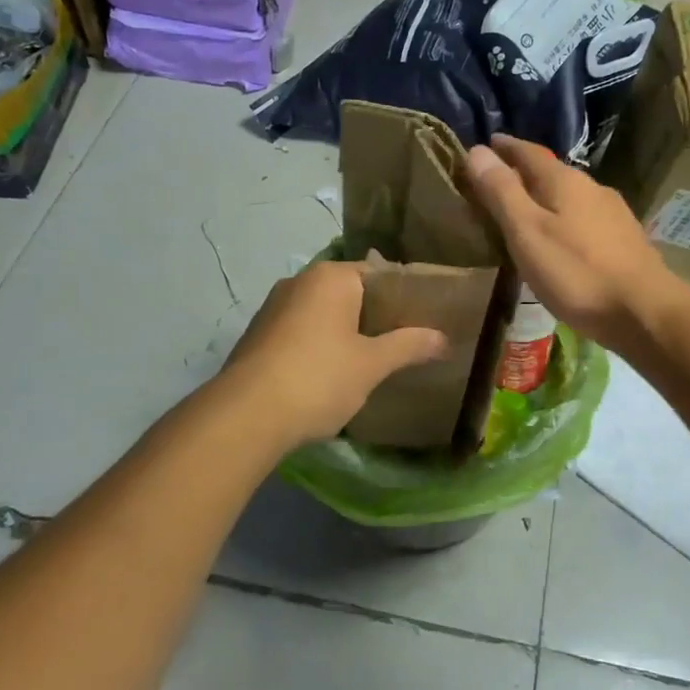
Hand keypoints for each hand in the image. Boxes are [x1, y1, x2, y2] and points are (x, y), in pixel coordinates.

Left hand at [221, 261, 448, 447]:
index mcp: (330, 277)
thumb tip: (444, 338)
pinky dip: (319, 345)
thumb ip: (409, 346)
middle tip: (402, 343)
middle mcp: (299, 282)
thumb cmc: (318, 378)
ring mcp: (273, 308)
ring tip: (370, 361)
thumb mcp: (372, 364)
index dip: (403, 297)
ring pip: (323, 314)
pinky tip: (330, 374)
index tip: (422, 320)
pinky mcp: (257, 335)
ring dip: (344, 333)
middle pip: (350, 293)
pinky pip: (300, 332)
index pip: (378, 273)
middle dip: (374, 317)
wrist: (246, 416)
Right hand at [466, 135, 679, 353]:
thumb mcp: (527, 232)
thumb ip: (501, 192)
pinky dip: (563, 219)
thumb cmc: (576, 272)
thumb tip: (476, 150)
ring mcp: (612, 214)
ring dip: (545, 197)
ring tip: (524, 211)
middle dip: (523, 173)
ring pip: (570, 196)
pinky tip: (560, 238)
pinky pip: (583, 218)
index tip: (485, 144)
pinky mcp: (624, 240)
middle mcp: (592, 188)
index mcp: (565, 181)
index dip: (505, 147)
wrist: (644, 312)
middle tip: (496, 181)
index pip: (528, 152)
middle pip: (551, 172)